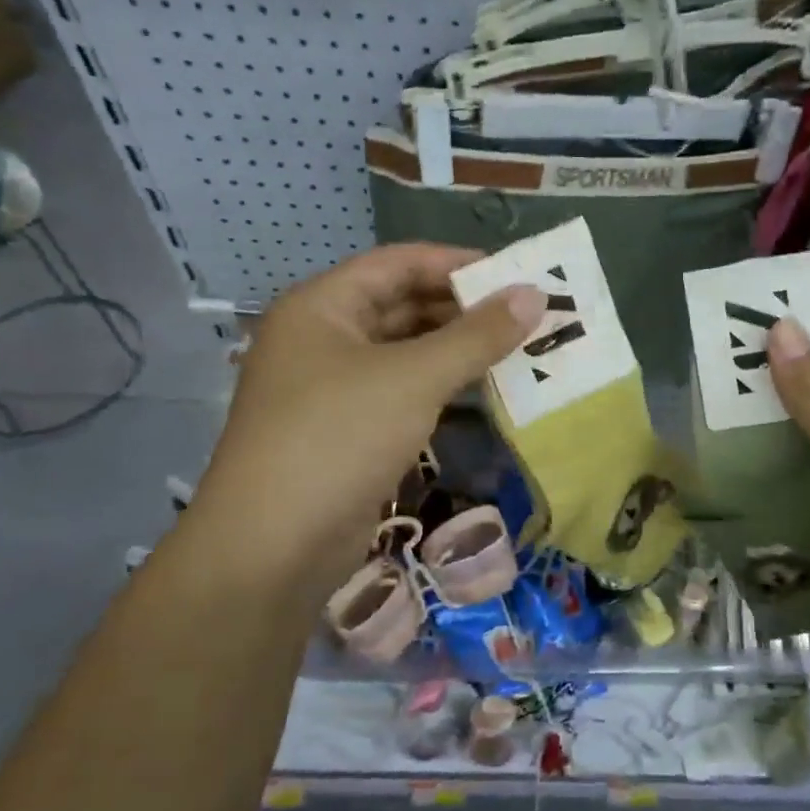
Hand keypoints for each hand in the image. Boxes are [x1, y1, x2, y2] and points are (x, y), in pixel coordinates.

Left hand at [183, 245, 542, 605]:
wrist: (274, 547)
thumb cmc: (339, 438)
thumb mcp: (414, 378)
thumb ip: (477, 336)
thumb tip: (534, 295)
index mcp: (322, 307)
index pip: (398, 263)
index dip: (456, 263)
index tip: (514, 275)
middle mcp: (322, 339)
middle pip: (401, 306)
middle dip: (463, 310)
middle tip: (526, 316)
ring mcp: (331, 389)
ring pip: (404, 354)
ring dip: (456, 352)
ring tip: (517, 351)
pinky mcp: (346, 432)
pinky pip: (401, 394)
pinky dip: (440, 390)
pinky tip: (483, 394)